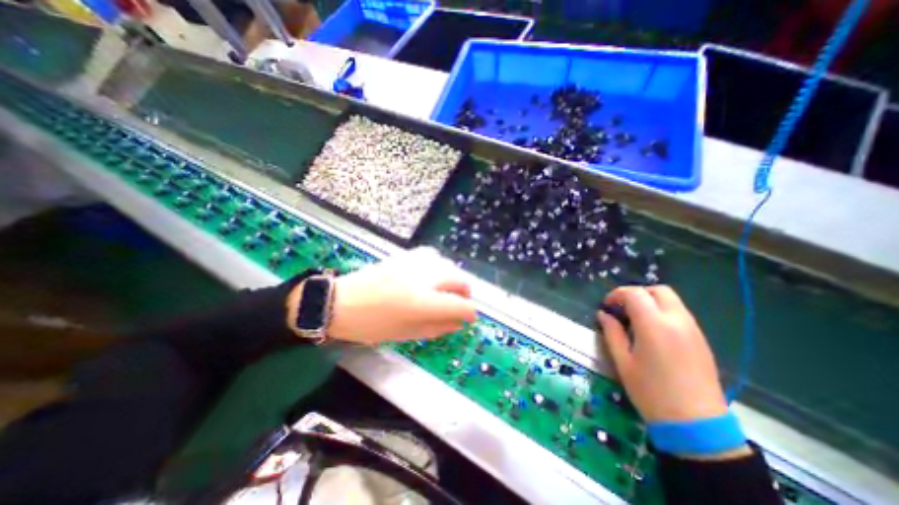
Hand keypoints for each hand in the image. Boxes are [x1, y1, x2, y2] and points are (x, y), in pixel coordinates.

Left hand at [319, 247, 477, 345]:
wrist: (342, 301)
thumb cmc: (372, 325)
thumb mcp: (407, 333)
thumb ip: (438, 328)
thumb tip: (459, 323)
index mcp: (424, 303)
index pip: (461, 305)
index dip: (470, 313)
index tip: (469, 319)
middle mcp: (425, 278)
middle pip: (460, 280)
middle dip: (464, 294)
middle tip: (457, 304)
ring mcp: (416, 263)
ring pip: (449, 265)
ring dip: (452, 279)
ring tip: (444, 290)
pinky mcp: (406, 255)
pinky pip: (433, 255)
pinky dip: (439, 266)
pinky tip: (431, 275)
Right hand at [596, 286, 729, 424]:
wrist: (696, 425)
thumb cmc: (651, 392)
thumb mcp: (622, 362)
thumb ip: (612, 333)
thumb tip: (603, 315)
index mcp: (654, 325)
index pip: (634, 294)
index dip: (616, 295)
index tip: (606, 306)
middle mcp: (676, 321)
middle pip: (657, 290)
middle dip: (636, 293)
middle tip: (622, 308)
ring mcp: (692, 329)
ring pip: (671, 300)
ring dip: (650, 301)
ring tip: (635, 319)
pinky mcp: (701, 339)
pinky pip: (680, 313)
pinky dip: (662, 311)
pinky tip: (652, 331)